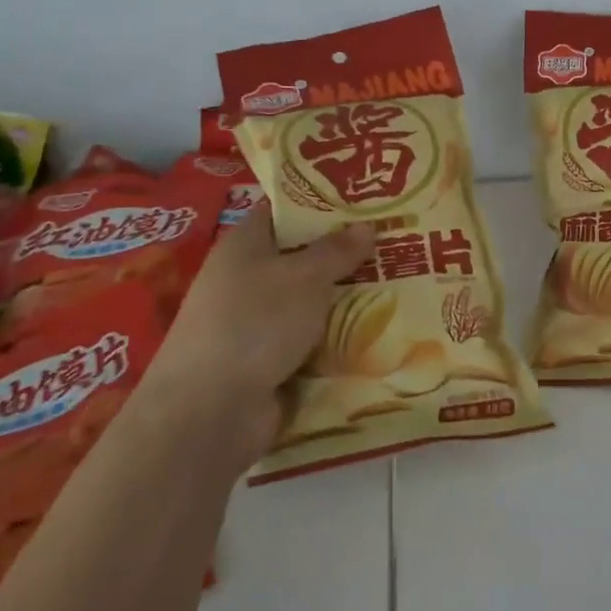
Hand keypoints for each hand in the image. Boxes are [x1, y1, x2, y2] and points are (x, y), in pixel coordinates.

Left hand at [141, 201, 373, 469]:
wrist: (212, 411)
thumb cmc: (255, 322)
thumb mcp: (304, 277)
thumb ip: (336, 251)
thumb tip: (365, 226)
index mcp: (244, 246)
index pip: (282, 212)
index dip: (319, 203)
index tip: (363, 200)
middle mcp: (246, 280)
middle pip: (301, 259)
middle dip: (344, 255)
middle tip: (394, 244)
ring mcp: (255, 325)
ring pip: (310, 304)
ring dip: (345, 301)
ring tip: (398, 287)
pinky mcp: (267, 364)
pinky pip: (310, 343)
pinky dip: (337, 340)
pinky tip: (378, 333)